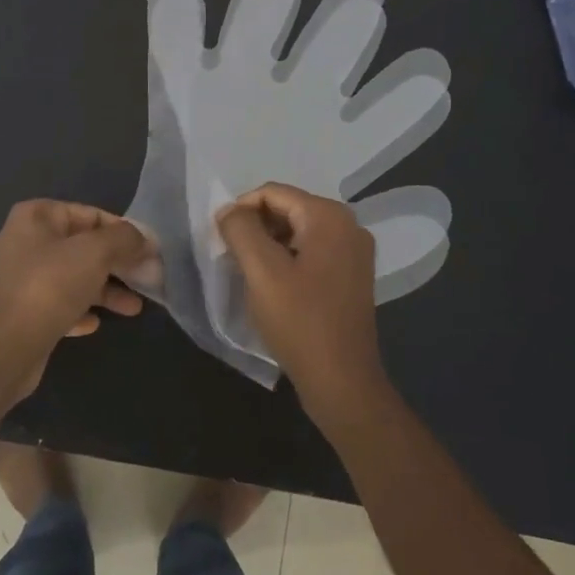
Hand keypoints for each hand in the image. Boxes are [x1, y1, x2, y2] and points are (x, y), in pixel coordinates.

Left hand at [0, 200, 153, 400]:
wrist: (4, 349)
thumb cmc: (49, 286)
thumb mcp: (95, 252)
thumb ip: (124, 239)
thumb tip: (143, 239)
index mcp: (35, 217)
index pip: (90, 214)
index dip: (122, 231)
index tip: (148, 251)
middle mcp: (24, 242)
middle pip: (82, 247)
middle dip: (117, 263)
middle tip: (147, 278)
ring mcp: (20, 279)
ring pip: (72, 277)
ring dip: (104, 290)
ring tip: (134, 308)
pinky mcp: (21, 312)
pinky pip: (58, 304)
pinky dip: (79, 310)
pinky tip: (95, 323)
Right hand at [216, 183, 387, 416]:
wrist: (341, 380)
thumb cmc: (299, 321)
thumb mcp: (261, 271)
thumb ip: (240, 230)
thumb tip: (228, 210)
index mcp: (329, 216)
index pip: (273, 193)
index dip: (240, 210)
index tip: (220, 240)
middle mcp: (349, 225)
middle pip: (288, 209)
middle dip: (256, 228)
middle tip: (232, 257)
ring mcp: (354, 252)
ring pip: (298, 231)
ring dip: (269, 245)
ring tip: (249, 273)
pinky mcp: (352, 275)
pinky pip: (312, 251)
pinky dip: (288, 259)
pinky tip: (273, 285)